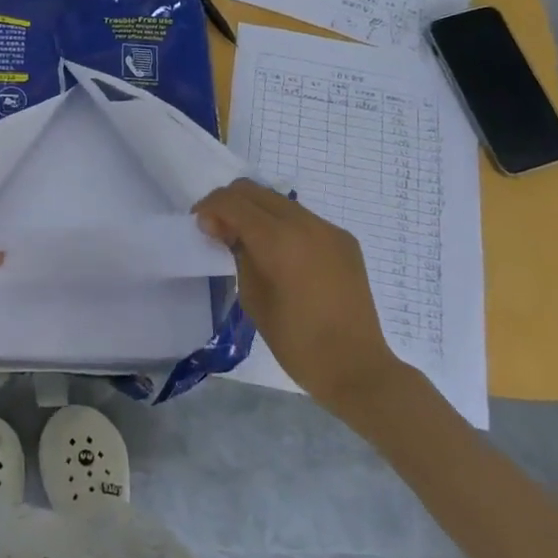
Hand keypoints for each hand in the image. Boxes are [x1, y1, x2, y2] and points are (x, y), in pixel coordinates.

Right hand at [194, 179, 404, 408]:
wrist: (356, 367)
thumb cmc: (296, 341)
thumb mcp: (253, 297)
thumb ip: (239, 255)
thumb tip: (227, 231)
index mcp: (278, 240)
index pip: (232, 201)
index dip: (209, 207)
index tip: (200, 227)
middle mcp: (305, 223)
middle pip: (254, 191)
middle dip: (229, 203)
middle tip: (218, 230)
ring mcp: (329, 229)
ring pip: (279, 201)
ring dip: (255, 212)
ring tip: (247, 241)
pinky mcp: (344, 240)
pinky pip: (303, 219)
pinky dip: (281, 225)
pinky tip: (280, 254)